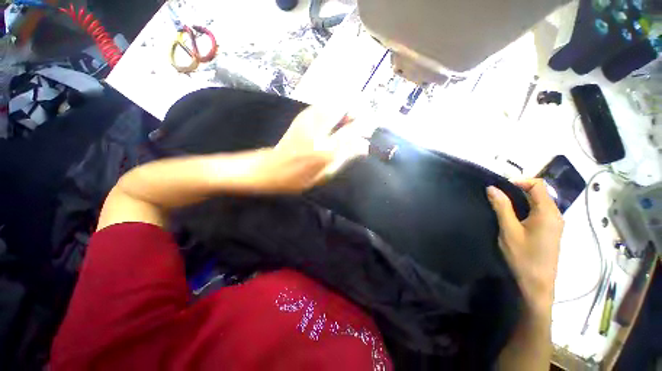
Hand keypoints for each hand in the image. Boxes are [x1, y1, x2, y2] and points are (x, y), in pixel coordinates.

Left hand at [255, 105, 368, 192]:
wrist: (268, 169)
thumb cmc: (297, 179)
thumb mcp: (324, 176)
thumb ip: (345, 159)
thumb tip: (364, 146)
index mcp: (325, 152)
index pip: (352, 132)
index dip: (366, 126)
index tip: (372, 127)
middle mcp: (318, 132)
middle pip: (344, 109)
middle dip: (357, 110)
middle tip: (361, 120)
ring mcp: (308, 121)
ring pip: (334, 103)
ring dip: (345, 107)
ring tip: (348, 119)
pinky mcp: (301, 117)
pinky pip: (323, 105)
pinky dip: (334, 107)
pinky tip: (334, 118)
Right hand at [487, 179, 563, 311]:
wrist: (537, 284)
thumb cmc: (523, 256)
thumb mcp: (509, 230)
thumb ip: (502, 207)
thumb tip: (492, 188)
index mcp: (548, 212)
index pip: (538, 185)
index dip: (519, 180)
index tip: (500, 186)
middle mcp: (556, 215)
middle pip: (539, 192)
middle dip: (518, 189)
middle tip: (497, 194)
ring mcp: (555, 223)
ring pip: (539, 202)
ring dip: (521, 198)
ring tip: (501, 203)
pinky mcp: (551, 230)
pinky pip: (540, 211)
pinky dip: (526, 207)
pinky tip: (513, 215)